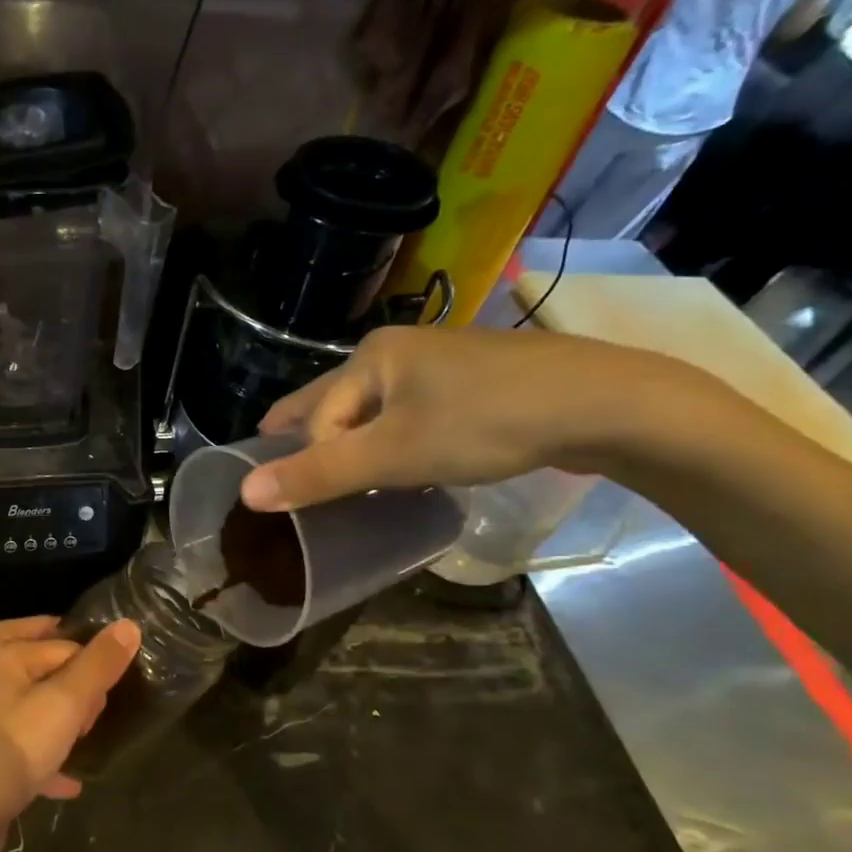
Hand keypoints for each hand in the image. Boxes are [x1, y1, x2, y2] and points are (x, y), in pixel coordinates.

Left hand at [0, 617, 139, 851]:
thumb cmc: (13, 748)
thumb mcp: (65, 702)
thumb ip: (98, 665)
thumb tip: (128, 624)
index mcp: (4, 655)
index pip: (58, 637)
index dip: (89, 656)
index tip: (112, 683)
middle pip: (37, 664)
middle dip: (72, 680)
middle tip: (98, 704)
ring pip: (31, 706)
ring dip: (61, 719)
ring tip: (88, 734)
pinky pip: (25, 750)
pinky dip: (49, 761)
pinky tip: (72, 781)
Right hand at [241, 325, 700, 511]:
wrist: (607, 403)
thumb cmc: (486, 423)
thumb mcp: (394, 456)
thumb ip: (318, 475)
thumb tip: (244, 493)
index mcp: (369, 356)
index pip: (312, 417)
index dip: (308, 460)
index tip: (312, 502)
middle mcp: (394, 349)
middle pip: (332, 403)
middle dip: (311, 439)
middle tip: (294, 474)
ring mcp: (436, 362)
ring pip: (370, 408)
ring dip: (352, 442)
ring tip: (346, 476)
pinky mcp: (468, 381)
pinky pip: (406, 411)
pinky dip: (390, 437)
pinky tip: (401, 459)